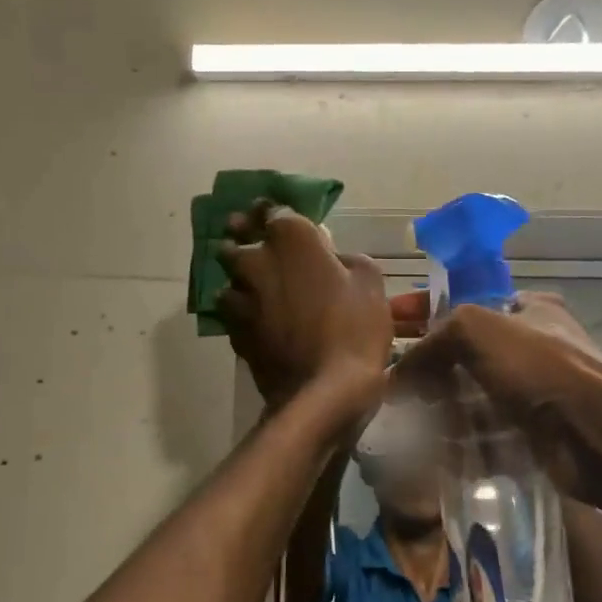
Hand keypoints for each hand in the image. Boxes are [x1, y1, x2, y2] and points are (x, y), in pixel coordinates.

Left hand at [216, 202, 391, 412]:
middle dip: (243, 236)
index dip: (270, 210)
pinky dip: (241, 307)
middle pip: (237, 239)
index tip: (271, 212)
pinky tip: (255, 316)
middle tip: (252, 239)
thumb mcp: (370, 282)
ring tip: (255, 283)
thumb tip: (332, 258)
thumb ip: (346, 259)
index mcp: (290, 239)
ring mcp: (240, 296)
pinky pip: (232, 309)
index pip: (272, 210)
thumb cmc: (353, 328)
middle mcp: (256, 260)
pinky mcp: (233, 330)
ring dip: (241, 275)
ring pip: (231, 276)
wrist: (321, 390)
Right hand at [394, 290, 601, 500]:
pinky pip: (486, 432)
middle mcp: (534, 345)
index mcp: (528, 308)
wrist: (596, 437)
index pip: (464, 304)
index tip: (389, 325)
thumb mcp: (476, 330)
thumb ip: (433, 340)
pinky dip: (462, 439)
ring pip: (473, 396)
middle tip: (396, 385)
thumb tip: (399, 373)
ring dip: (442, 408)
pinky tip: (436, 447)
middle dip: (430, 368)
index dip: (423, 311)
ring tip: (409, 420)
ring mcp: (536, 392)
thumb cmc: (538, 369)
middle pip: (465, 354)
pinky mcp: (534, 432)